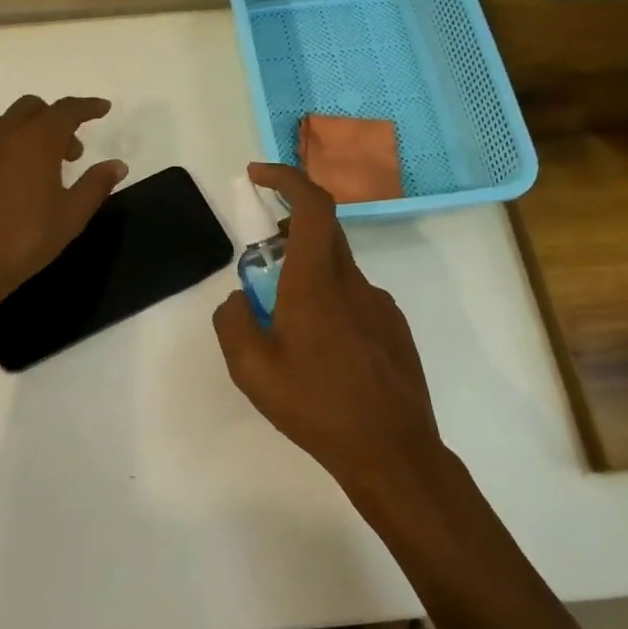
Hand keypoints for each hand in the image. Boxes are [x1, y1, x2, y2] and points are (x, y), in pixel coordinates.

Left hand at [0, 95, 127, 319]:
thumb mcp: (71, 216)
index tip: (102, 108)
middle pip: (32, 108)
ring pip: (2, 122)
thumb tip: (117, 165)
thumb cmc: (24, 240)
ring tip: (32, 165)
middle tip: (69, 153)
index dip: (88, 107)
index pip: (67, 110)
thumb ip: (96, 185)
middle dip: (55, 120)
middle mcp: (3, 133)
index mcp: (37, 140)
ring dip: (23, 131)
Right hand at [212, 163, 440, 485]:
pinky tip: (322, 352)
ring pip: (336, 268)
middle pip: (322, 230)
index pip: (312, 205)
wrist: (392, 453)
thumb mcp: (251, 369)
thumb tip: (239, 298)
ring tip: (286, 326)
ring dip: (306, 274)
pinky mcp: (394, 327)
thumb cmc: (316, 407)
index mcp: (316, 282)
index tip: (257, 175)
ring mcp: (380, 304)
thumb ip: (233, 321)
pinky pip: (354, 297)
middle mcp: (353, 282)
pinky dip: (329, 302)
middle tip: (259, 262)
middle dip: (286, 230)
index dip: (286, 178)